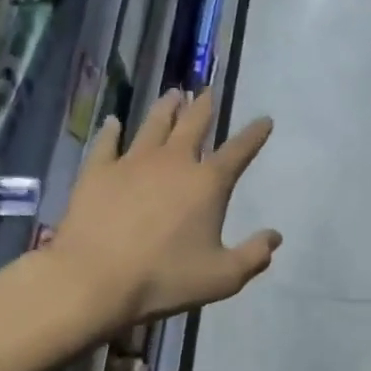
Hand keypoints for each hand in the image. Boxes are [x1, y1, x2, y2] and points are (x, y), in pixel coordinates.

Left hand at [52, 89, 280, 328]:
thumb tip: (275, 237)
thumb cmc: (165, 278)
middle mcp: (173, 161)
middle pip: (193, 124)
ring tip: (173, 94)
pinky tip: (113, 122)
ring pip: (154, 124)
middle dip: (205, 106)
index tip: (264, 120)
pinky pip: (107, 142)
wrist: (95, 278)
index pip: (238, 151)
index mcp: (207, 183)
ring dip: (167, 108)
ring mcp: (133, 162)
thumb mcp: (222, 277)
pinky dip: (111, 130)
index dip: (254, 135)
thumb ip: (253, 256)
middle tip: (208, 92)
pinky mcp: (98, 171)